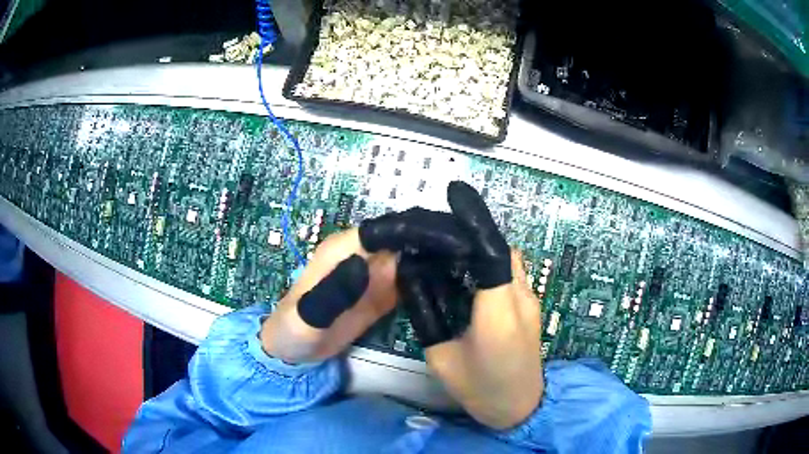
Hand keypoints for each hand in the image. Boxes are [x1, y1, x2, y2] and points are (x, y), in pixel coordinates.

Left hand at [261, 208, 470, 362]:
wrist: (294, 352)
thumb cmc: (293, 332)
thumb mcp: (305, 317)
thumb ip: (331, 292)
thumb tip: (365, 262)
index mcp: (345, 250)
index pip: (387, 229)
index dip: (419, 229)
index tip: (453, 240)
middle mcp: (364, 254)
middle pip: (406, 237)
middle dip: (438, 239)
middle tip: (473, 251)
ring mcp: (375, 273)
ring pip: (414, 254)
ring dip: (441, 255)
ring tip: (474, 264)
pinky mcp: (383, 292)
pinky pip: (412, 277)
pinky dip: (433, 276)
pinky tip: (455, 282)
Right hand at [397, 182, 542, 429]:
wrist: (521, 409)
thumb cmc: (481, 390)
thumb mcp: (441, 358)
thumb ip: (426, 316)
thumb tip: (414, 279)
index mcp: (498, 313)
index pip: (491, 254)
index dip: (474, 221)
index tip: (455, 194)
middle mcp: (522, 298)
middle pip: (501, 248)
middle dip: (471, 232)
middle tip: (437, 233)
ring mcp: (531, 300)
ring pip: (509, 257)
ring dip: (481, 247)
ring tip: (448, 253)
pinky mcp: (532, 304)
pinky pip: (511, 271)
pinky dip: (489, 262)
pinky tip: (466, 276)